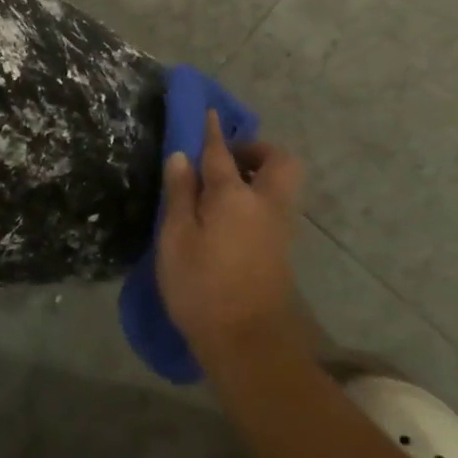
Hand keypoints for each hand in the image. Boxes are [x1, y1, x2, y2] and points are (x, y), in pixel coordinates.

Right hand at [157, 111, 305, 367]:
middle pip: (278, 161)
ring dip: (260, 175)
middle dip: (257, 150)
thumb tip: (181, 156)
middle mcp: (265, 204)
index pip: (221, 153)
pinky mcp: (282, 250)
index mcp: (235, 196)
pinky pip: (275, 206)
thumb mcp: (176, 239)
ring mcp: (279, 228)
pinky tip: (230, 216)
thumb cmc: (202, 287)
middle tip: (227, 159)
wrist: (247, 344)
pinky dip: (258, 198)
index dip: (211, 132)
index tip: (208, 113)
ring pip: (281, 185)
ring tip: (224, 188)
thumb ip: (180, 194)